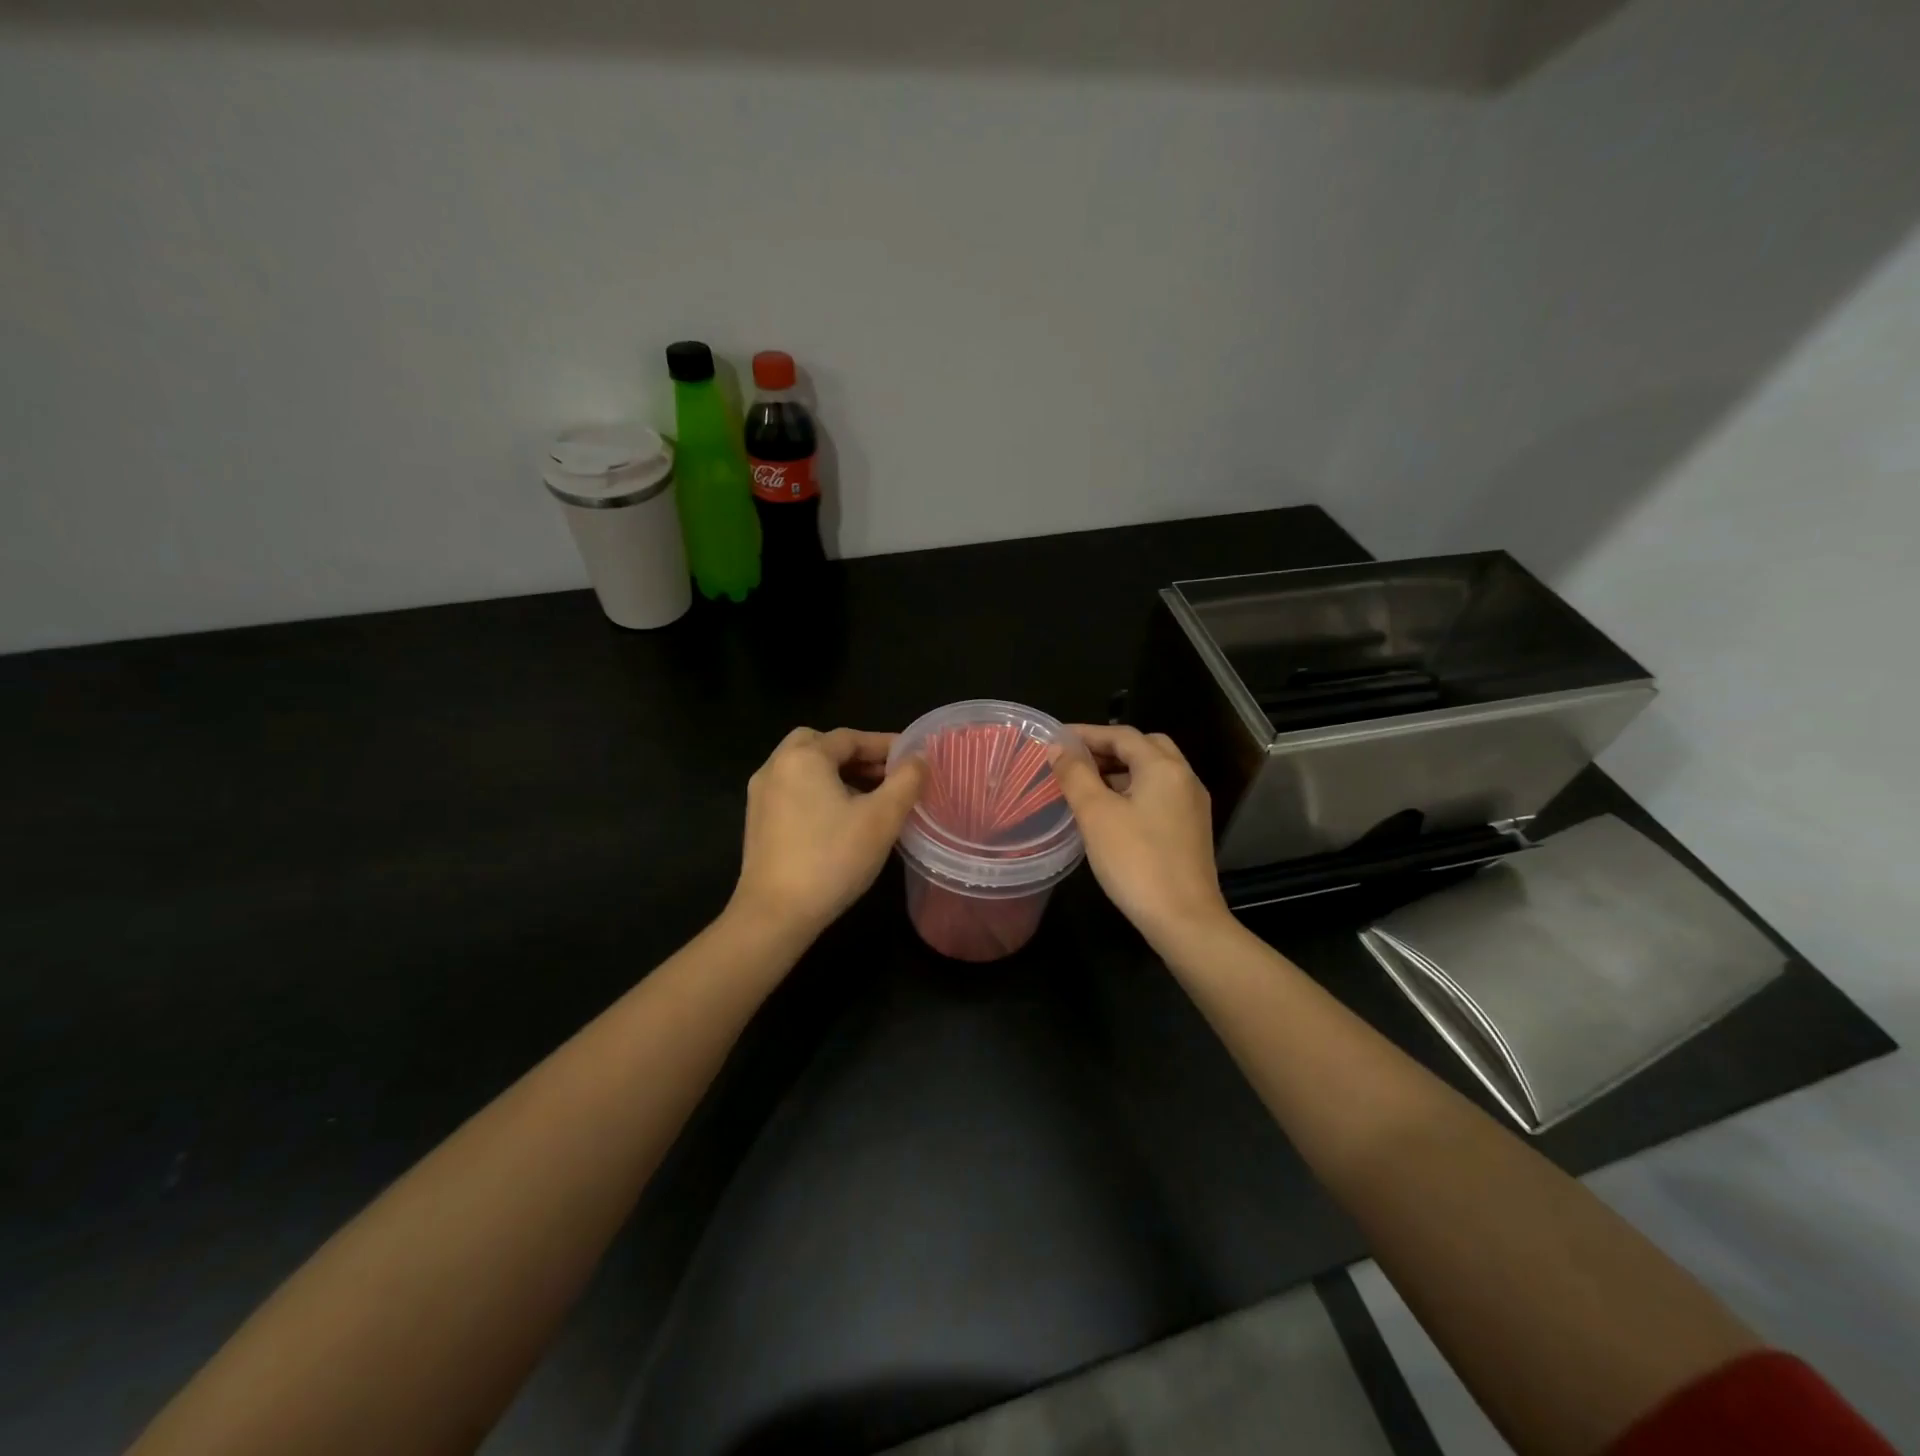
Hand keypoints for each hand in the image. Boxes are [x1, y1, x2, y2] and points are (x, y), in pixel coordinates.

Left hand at [730, 727, 927, 941]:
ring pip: (805, 768)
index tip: (914, 758)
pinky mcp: (758, 821)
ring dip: (838, 774)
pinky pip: (793, 790)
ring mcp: (762, 795)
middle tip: (886, 773)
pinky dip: (819, 791)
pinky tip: (841, 819)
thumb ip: (906, 781)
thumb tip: (918, 758)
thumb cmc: (832, 859)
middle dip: (856, 755)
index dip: (885, 745)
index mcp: (804, 757)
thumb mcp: (882, 818)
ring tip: (871, 797)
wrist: (775, 914)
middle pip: (820, 745)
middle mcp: (776, 766)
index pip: (850, 738)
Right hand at [1050, 725, 1230, 950]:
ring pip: (1154, 772)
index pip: (1122, 735)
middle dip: (1108, 748)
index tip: (1056, 739)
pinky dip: (1134, 790)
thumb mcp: (1096, 815)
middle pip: (1144, 747)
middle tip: (1075, 760)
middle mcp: (1184, 778)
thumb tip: (1059, 747)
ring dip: (1121, 770)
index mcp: (1163, 767)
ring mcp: (1191, 805)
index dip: (1087, 733)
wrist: (1184, 920)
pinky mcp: (1191, 829)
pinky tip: (1111, 812)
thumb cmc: (1136, 862)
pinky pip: (1160, 794)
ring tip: (1086, 785)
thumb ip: (1075, 775)